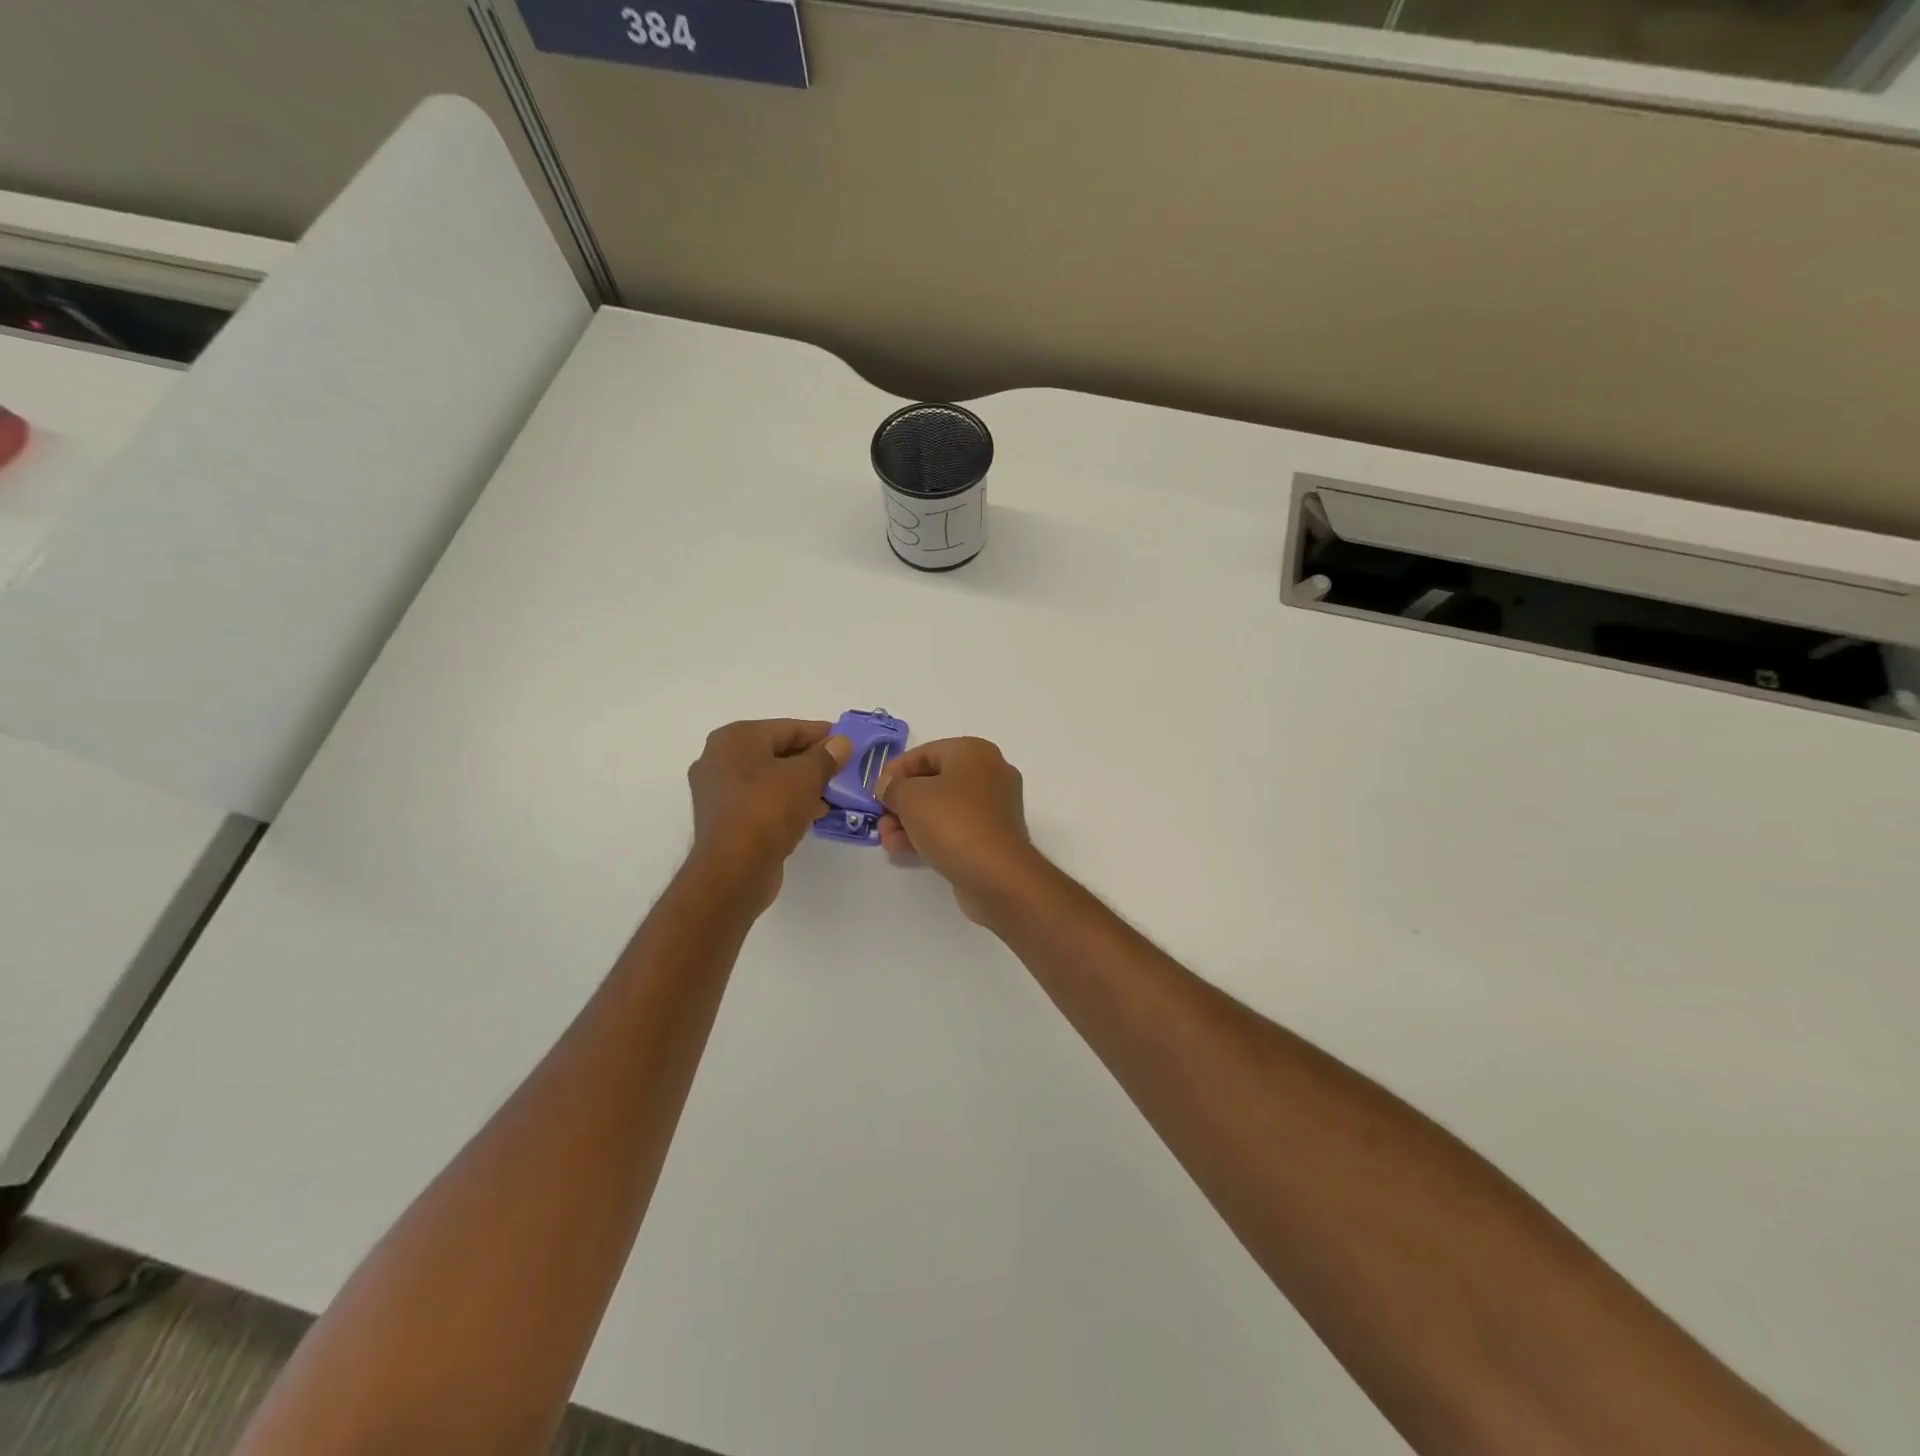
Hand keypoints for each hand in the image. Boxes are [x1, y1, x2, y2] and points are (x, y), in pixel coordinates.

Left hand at [687, 719, 850, 907]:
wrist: (734, 869)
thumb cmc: (768, 810)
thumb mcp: (806, 777)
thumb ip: (826, 756)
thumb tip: (841, 743)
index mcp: (735, 738)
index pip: (787, 728)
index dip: (820, 734)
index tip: (846, 741)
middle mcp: (719, 758)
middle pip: (776, 751)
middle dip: (811, 760)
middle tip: (841, 768)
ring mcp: (717, 790)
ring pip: (768, 778)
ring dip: (800, 784)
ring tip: (831, 793)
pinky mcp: (723, 818)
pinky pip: (760, 800)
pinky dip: (785, 802)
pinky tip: (811, 812)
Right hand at [877, 737, 1043, 922]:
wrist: (997, 875)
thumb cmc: (953, 822)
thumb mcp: (910, 797)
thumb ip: (893, 787)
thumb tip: (889, 786)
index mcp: (974, 752)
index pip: (925, 753)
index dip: (895, 770)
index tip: (875, 791)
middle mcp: (989, 773)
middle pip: (933, 781)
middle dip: (901, 802)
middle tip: (880, 819)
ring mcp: (994, 807)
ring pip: (942, 808)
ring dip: (910, 822)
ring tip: (888, 841)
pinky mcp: (993, 836)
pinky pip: (955, 828)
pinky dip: (930, 835)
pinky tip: (904, 851)